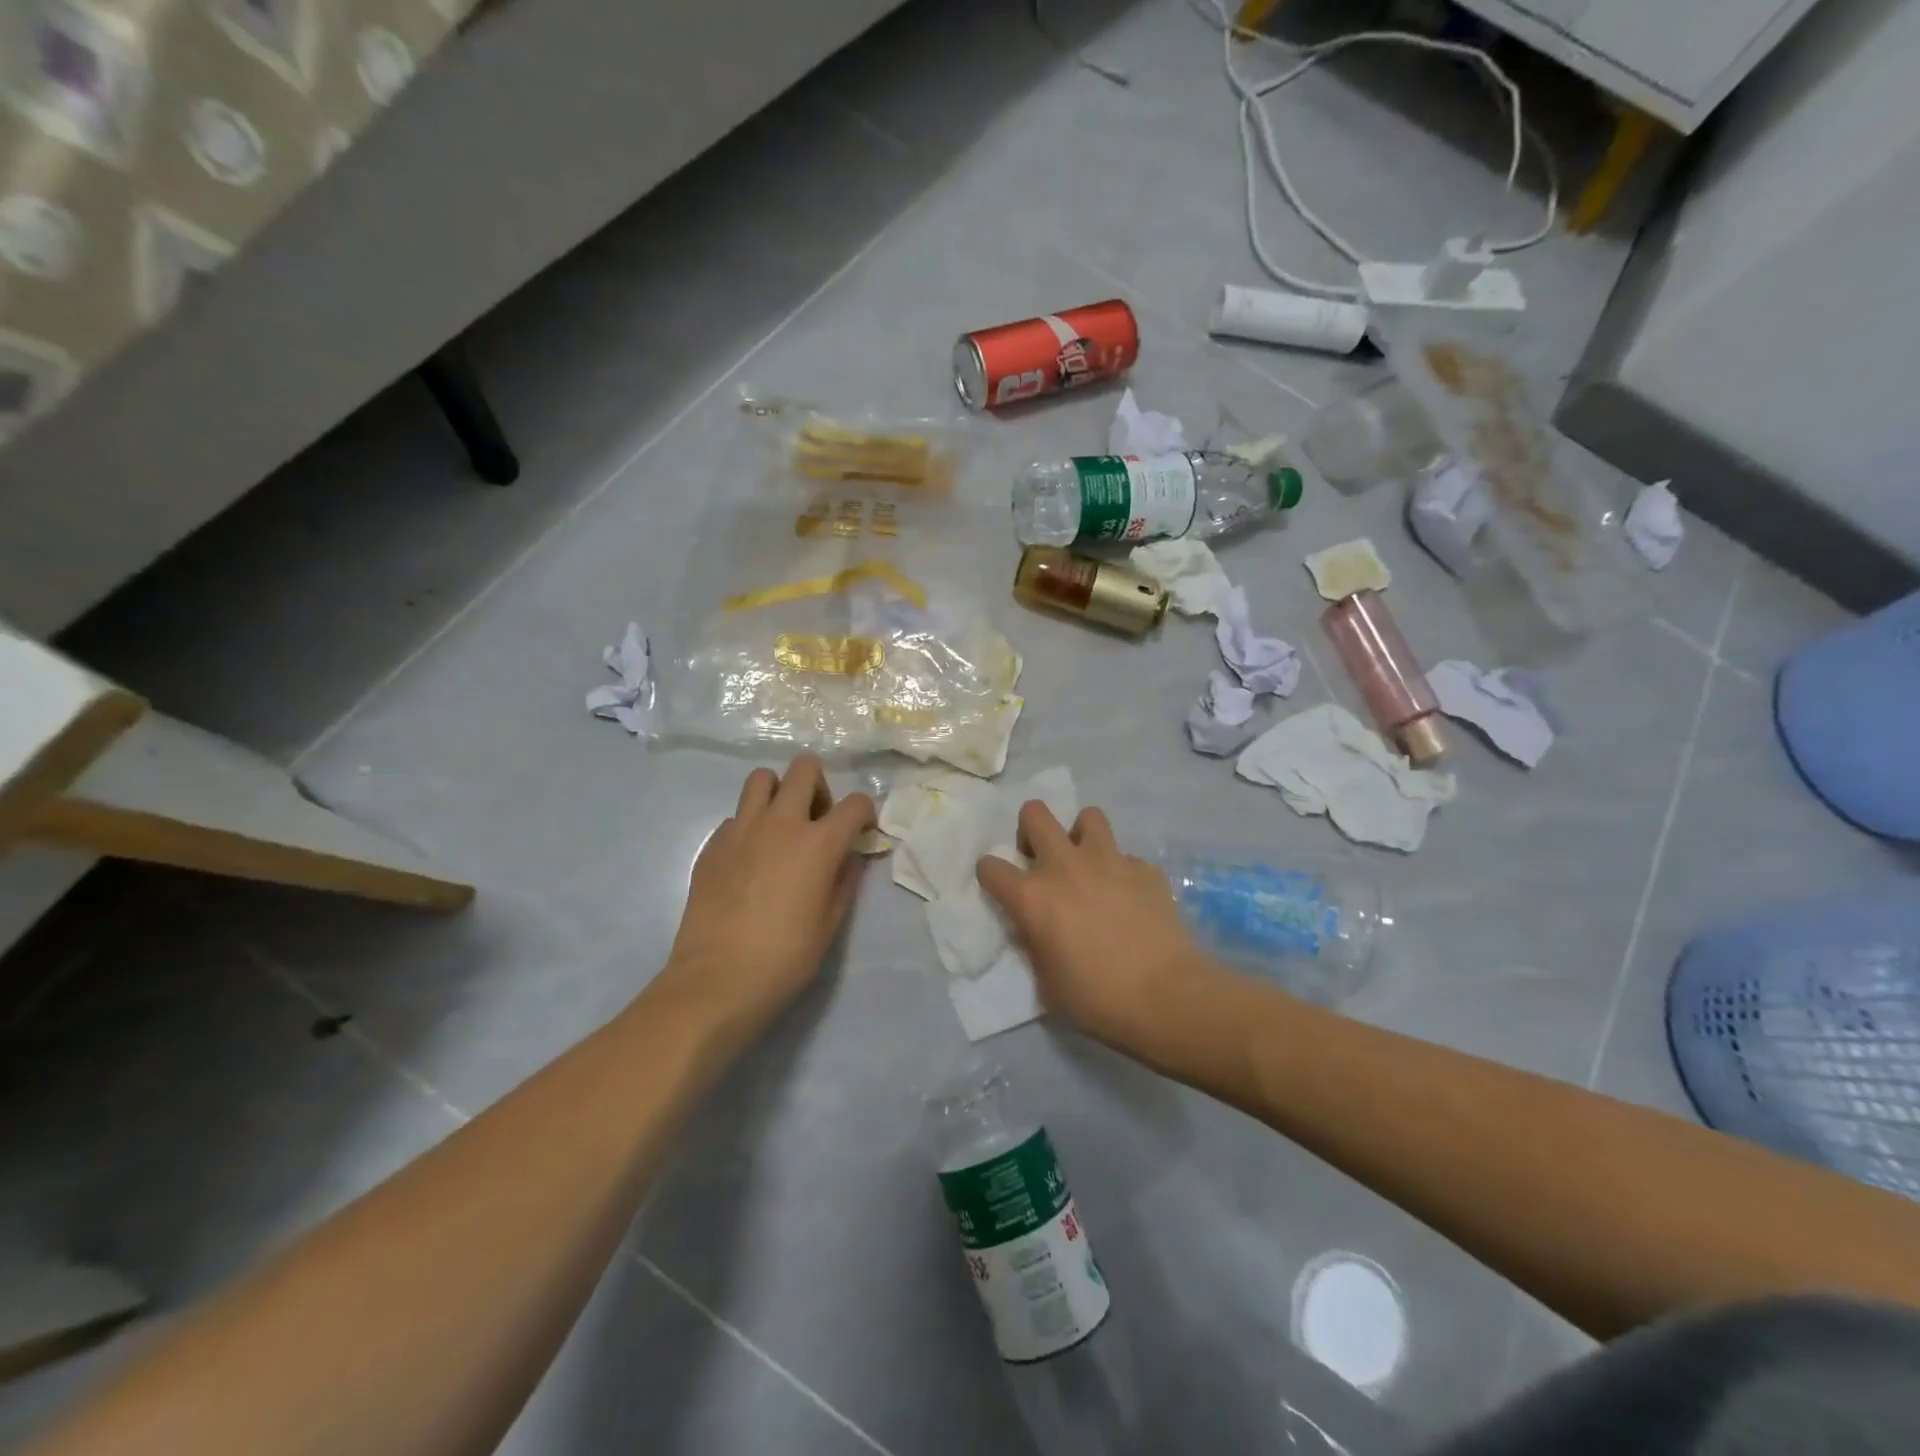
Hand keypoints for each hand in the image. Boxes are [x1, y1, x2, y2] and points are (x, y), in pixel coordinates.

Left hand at [659, 755, 875, 1039]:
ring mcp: (741, 829)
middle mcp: (781, 823)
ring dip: (778, 792)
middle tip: (817, 819)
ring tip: (780, 826)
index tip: (861, 831)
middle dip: (819, 786)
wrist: (717, 981)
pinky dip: (749, 825)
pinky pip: (736, 816)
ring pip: (761, 778)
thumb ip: (845, 880)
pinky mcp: (712, 844)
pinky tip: (749, 859)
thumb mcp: (831, 924)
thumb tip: (850, 856)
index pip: (855, 803)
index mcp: (818, 843)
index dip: (865, 813)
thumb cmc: (785, 958)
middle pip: (804, 768)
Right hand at [976, 802, 1220, 1053]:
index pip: (990, 866)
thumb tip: (1036, 929)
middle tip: (1042, 858)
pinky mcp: (1145, 869)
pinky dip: (1123, 871)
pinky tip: (1130, 897)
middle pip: (1035, 814)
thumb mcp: (1047, 982)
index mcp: (1032, 897)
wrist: (1165, 996)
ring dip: (1082, 836)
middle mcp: (1065, 866)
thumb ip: (1035, 945)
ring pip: (1088, 816)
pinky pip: (1126, 857)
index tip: (1000, 888)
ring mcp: (1108, 861)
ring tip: (1089, 864)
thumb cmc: (1097, 999)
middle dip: (1031, 829)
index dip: (991, 876)